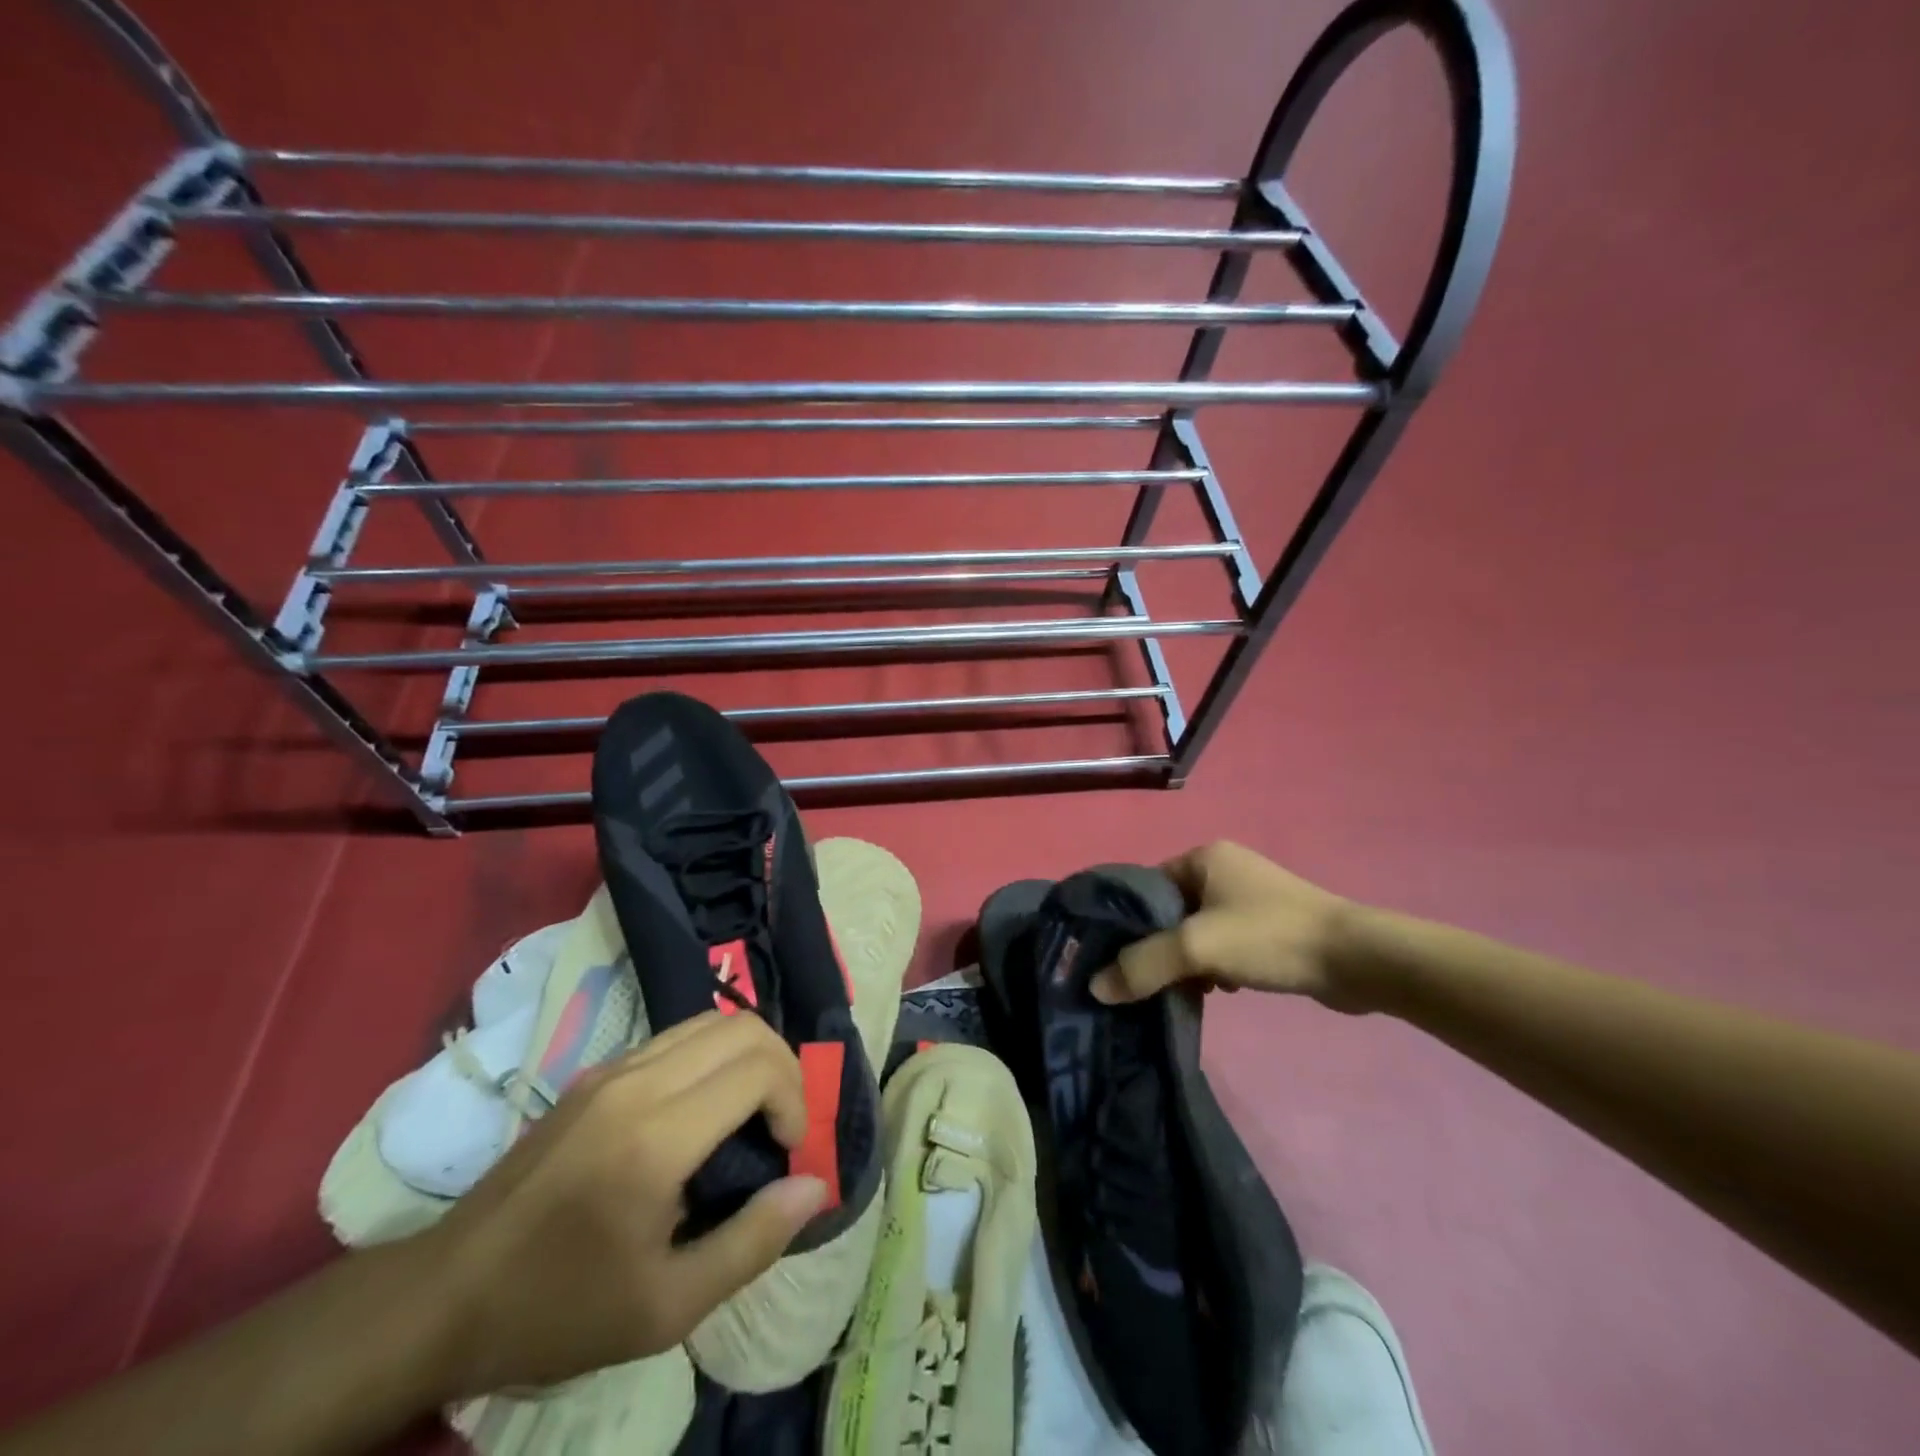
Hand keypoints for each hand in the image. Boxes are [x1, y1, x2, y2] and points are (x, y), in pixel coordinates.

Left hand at [423, 1011, 828, 1396]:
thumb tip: (815, 1186)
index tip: (790, 1151)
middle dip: (783, 1066)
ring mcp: (611, 1070)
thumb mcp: (665, 1308)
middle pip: (742, 1026)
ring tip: (752, 1113)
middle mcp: (637, 1083)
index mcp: (656, 1138)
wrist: (443, 1297)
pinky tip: (704, 1112)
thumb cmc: (557, 1310)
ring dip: (748, 1056)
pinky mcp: (596, 1074)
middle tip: (783, 1125)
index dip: (795, 1100)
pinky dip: (713, 1056)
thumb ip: (752, 1242)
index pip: (758, 1068)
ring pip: (710, 1021)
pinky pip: (676, 1038)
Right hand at [1090, 841, 1367, 1010]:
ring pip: (1197, 930)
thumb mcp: (1197, 948)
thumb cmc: (1269, 938)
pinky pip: (1224, 942)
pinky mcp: (1270, 926)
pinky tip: (1220, 989)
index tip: (1112, 958)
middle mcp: (1224, 869)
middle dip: (1158, 946)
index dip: (1126, 921)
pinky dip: (1215, 965)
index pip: (1145, 886)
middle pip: (1170, 911)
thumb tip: (1095, 987)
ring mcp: (1250, 897)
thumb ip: (1143, 966)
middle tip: (1145, 980)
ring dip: (1188, 961)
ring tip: (1185, 988)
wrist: (1357, 960)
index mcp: (1203, 857)